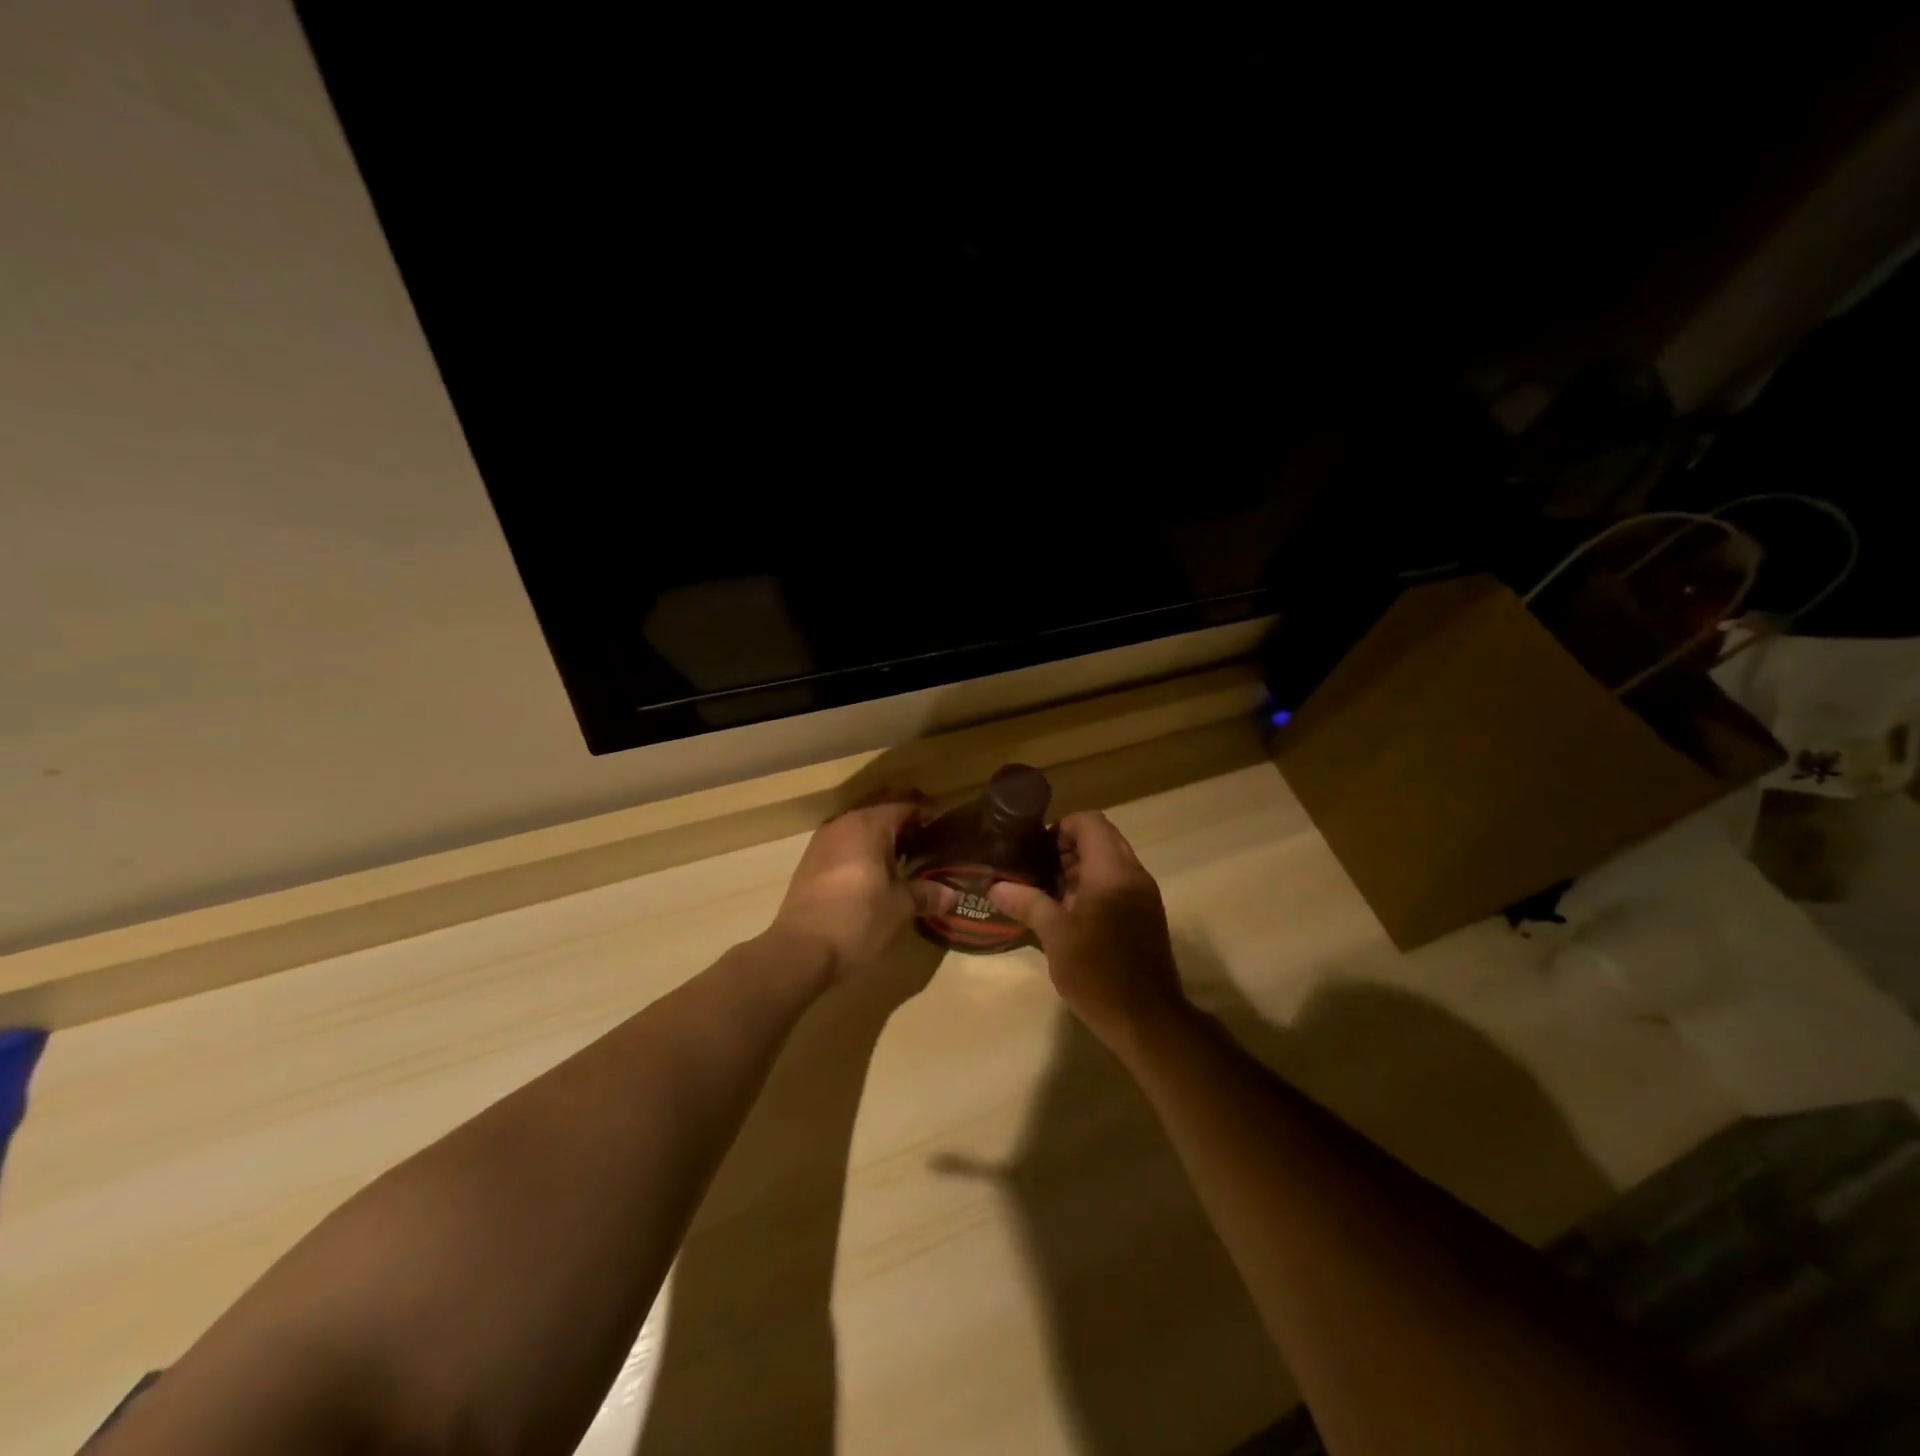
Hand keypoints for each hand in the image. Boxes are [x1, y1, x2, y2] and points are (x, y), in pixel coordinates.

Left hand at [769, 796, 956, 981]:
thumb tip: (953, 895)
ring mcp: (822, 842)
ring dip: (881, 836)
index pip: (904, 806)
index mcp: (868, 826)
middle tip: (927, 838)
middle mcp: (843, 824)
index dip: (926, 814)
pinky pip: (844, 844)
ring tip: (903, 856)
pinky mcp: (809, 862)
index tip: (944, 826)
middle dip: (903, 822)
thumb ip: (926, 894)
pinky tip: (873, 871)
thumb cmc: (857, 920)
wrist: (800, 950)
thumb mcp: (899, 908)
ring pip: (859, 827)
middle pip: (879, 812)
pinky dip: (862, 849)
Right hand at [987, 812, 1189, 1047]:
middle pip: (1102, 838)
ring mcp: (1144, 894)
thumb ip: (1028, 902)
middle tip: (1038, 870)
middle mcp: (1133, 873)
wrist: (1146, 1019)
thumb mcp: (1055, 936)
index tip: (1036, 850)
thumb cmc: (1097, 972)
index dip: (1061, 827)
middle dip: (1068, 847)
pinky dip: (1095, 885)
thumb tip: (996, 886)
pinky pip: (1119, 883)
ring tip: (1048, 892)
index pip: (1090, 822)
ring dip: (1081, 867)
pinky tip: (1071, 913)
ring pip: (1111, 861)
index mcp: (1112, 870)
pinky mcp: (1146, 914)